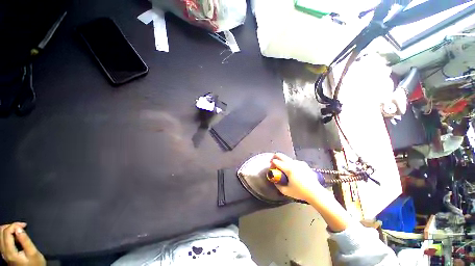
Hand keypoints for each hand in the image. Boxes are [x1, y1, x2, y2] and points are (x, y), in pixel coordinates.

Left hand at [0, 223, 44, 265]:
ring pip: (0, 235)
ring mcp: (3, 253)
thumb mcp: (33, 253)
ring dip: (8, 229)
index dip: (14, 225)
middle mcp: (3, 251)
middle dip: (10, 226)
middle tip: (21, 226)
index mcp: (10, 251)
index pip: (6, 232)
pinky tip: (16, 236)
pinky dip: (8, 234)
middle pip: (1, 233)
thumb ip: (25, 240)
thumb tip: (19, 228)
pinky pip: (2, 240)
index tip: (24, 225)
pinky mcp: (5, 253)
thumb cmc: (35, 263)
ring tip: (19, 230)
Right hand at [270, 153, 323, 200]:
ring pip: (288, 158)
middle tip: (273, 161)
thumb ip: (278, 185)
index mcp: (288, 169)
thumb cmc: (300, 192)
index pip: (276, 162)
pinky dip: (291, 164)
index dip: (271, 163)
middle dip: (275, 157)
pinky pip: (294, 162)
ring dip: (283, 161)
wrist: (316, 193)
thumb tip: (275, 181)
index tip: (271, 167)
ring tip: (284, 169)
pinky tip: (293, 171)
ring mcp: (299, 163)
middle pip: (281, 155)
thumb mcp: (286, 191)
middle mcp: (293, 163)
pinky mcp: (304, 164)